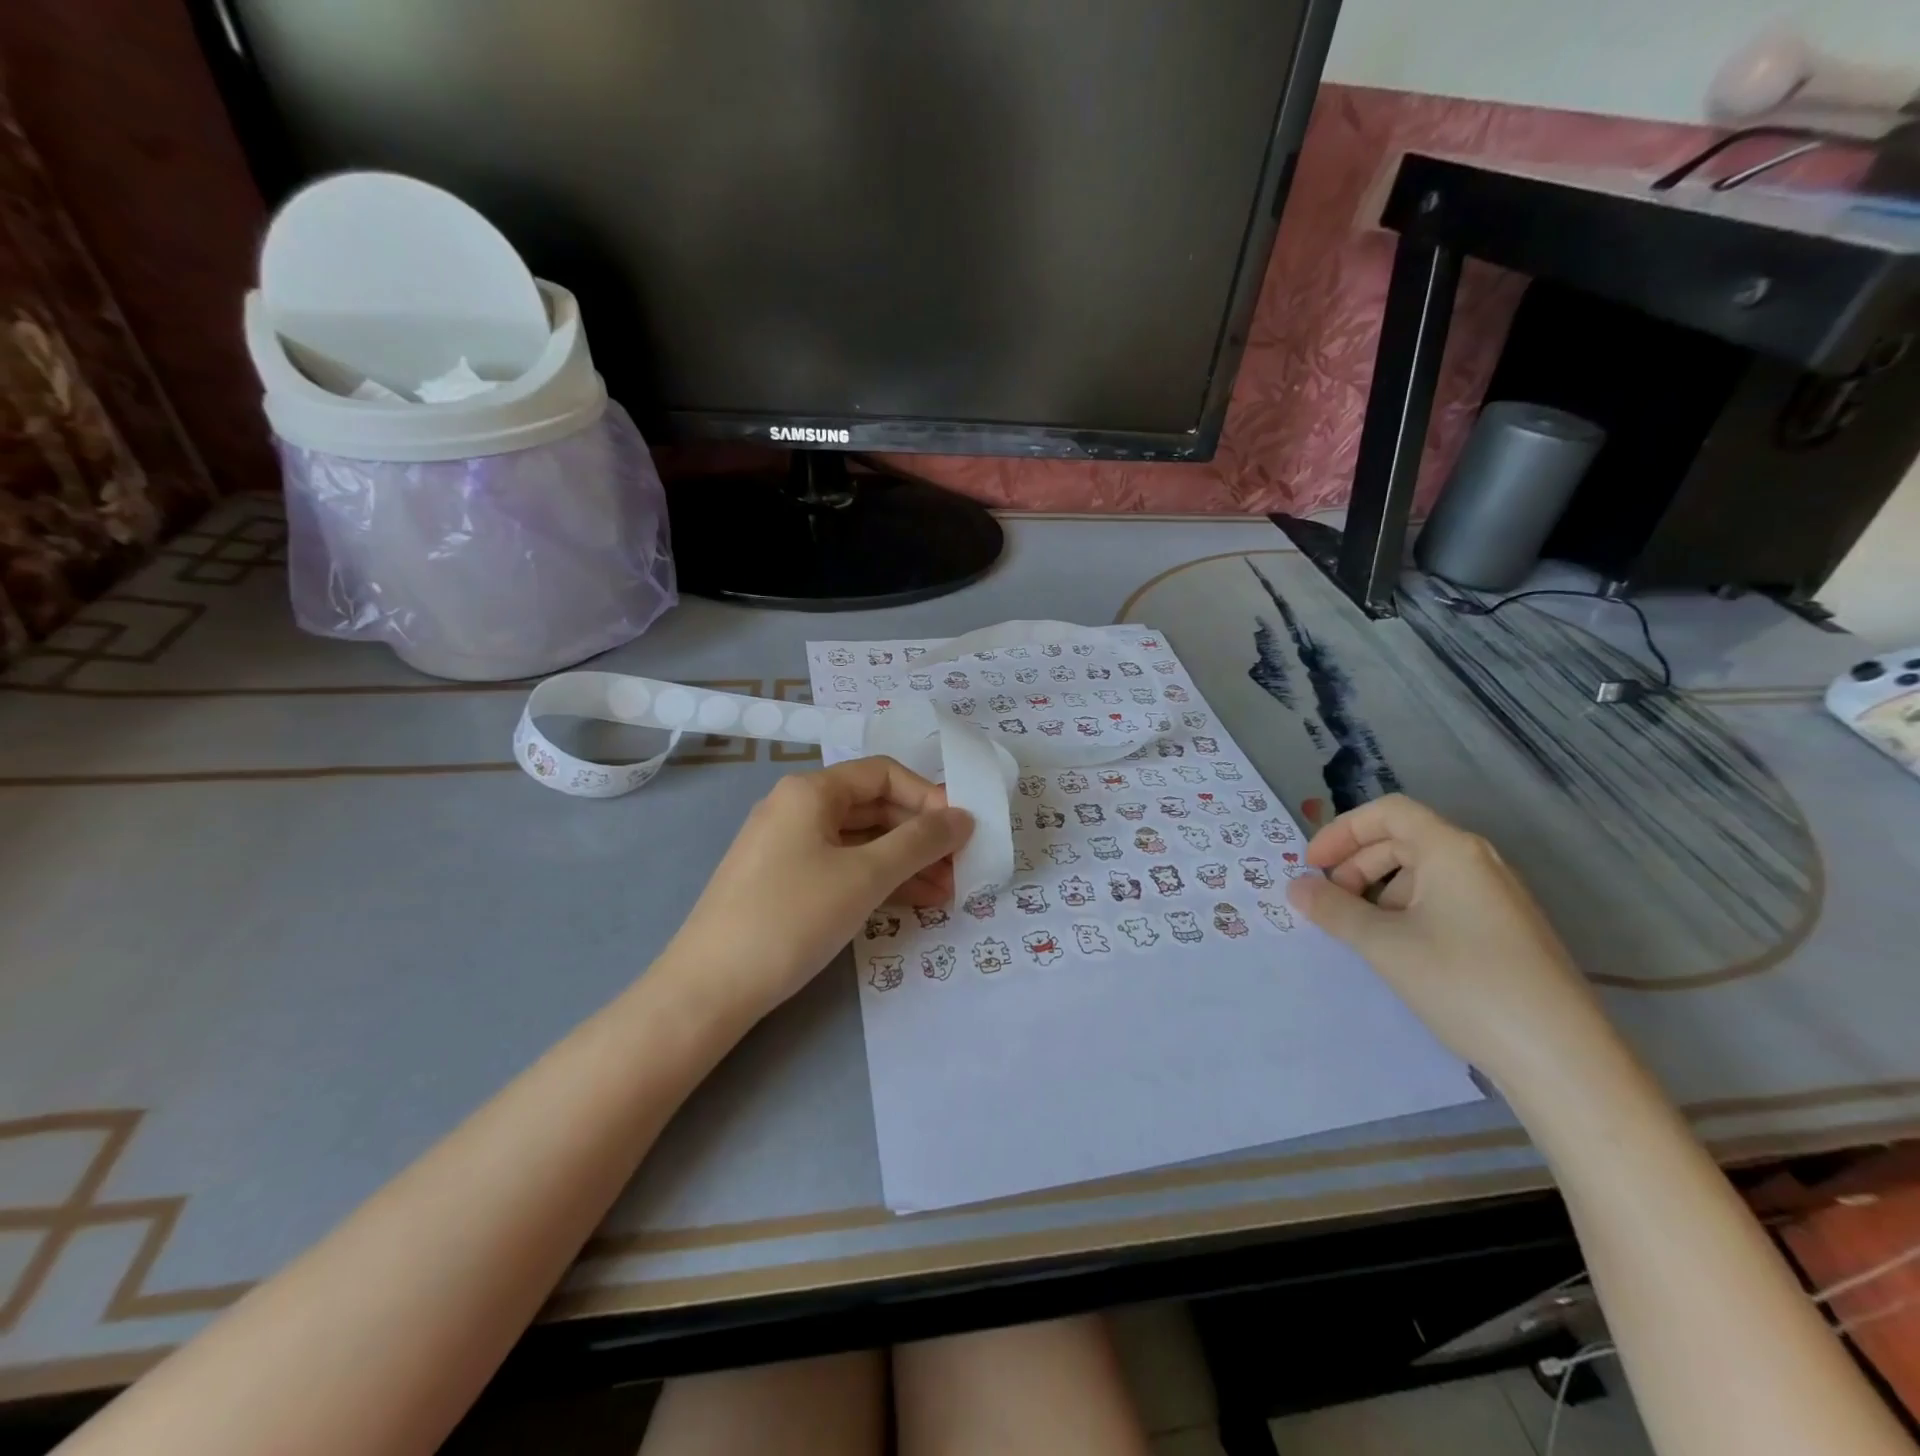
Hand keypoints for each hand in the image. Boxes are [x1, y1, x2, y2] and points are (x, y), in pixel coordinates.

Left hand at [659, 758, 973, 1025]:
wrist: (709, 988)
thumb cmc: (792, 917)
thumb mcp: (865, 876)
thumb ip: (920, 843)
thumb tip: (963, 817)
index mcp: (810, 791)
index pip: (883, 773)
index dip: (928, 796)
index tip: (961, 830)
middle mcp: (796, 808)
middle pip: (873, 807)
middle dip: (920, 835)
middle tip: (960, 867)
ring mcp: (787, 846)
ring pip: (860, 841)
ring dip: (905, 862)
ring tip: (947, 892)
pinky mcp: (783, 881)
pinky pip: (841, 866)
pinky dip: (877, 879)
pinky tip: (912, 903)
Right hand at [1287, 794, 1610, 1087]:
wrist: (1562, 1058)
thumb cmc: (1464, 983)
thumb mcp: (1384, 945)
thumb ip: (1333, 910)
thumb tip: (1295, 887)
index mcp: (1451, 850)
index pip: (1387, 812)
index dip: (1342, 831)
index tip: (1311, 866)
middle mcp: (1479, 862)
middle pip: (1402, 841)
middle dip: (1356, 865)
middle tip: (1329, 903)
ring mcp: (1497, 898)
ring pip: (1422, 874)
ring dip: (1379, 892)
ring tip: (1361, 933)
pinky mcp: (1507, 932)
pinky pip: (1444, 902)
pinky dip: (1408, 913)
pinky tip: (1399, 952)